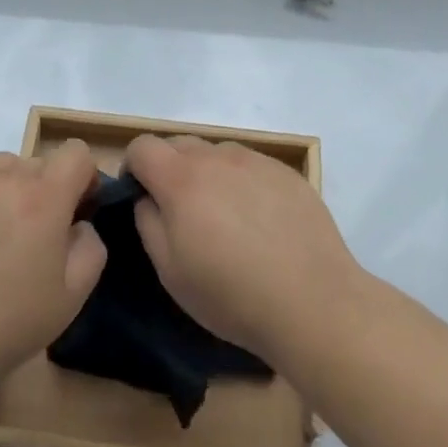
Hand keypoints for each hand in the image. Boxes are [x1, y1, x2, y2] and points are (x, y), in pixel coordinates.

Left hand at [0, 142, 106, 394]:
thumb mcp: (71, 297)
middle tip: (32, 239)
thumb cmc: (4, 324)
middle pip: (39, 163)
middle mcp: (5, 175)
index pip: (77, 153)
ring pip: (3, 167)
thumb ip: (91, 247)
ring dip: (9, 189)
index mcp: (44, 197)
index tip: (76, 211)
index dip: (84, 178)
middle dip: (46, 192)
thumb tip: (78, 223)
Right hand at [127, 134, 360, 368]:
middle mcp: (218, 157)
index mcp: (182, 179)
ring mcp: (256, 161)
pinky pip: (251, 165)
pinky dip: (244, 182)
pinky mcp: (287, 173)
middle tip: (183, 213)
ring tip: (226, 218)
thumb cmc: (232, 294)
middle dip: (169, 169)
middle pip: (179, 144)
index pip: (143, 146)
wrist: (313, 302)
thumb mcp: (170, 271)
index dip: (134, 168)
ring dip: (209, 174)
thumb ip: (148, 222)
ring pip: (217, 153)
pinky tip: (261, 222)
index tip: (142, 197)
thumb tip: (149, 198)